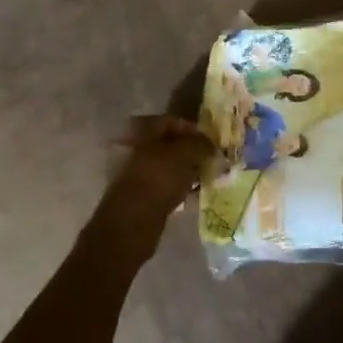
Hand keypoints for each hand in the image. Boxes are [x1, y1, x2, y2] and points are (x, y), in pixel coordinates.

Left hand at [89, 116, 212, 262]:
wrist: (132, 221)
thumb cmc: (158, 178)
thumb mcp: (185, 153)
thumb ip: (200, 144)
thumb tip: (210, 145)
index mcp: (140, 130)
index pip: (171, 121)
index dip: (193, 129)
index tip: (211, 142)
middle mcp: (133, 146)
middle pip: (168, 144)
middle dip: (191, 151)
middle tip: (210, 160)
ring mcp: (133, 172)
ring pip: (166, 165)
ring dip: (186, 170)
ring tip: (206, 177)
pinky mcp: (138, 194)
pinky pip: (163, 184)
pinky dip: (178, 186)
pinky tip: (193, 193)